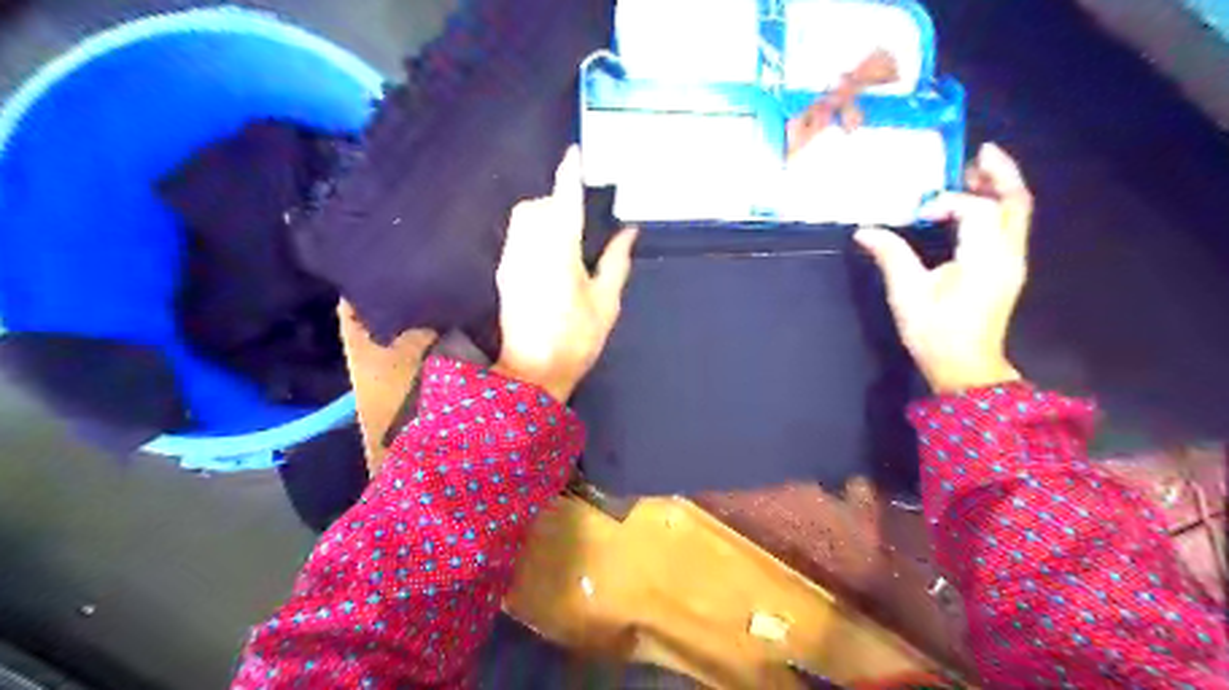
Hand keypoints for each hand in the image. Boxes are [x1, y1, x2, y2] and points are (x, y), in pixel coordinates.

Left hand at [492, 147, 638, 400]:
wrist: (532, 373)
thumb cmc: (576, 340)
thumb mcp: (606, 303)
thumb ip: (616, 262)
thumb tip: (628, 232)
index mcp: (559, 254)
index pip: (563, 203)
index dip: (569, 175)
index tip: (575, 154)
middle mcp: (529, 250)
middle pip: (535, 206)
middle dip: (555, 201)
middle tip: (579, 217)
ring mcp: (511, 261)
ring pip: (522, 219)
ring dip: (542, 215)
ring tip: (565, 236)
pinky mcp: (503, 273)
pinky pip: (516, 236)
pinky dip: (532, 231)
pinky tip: (549, 253)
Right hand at [857, 144, 1034, 392]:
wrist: (965, 368)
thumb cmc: (936, 334)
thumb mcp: (907, 295)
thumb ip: (891, 256)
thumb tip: (865, 231)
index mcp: (985, 260)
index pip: (977, 211)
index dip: (949, 202)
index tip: (919, 213)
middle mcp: (1008, 255)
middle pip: (1016, 202)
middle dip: (1000, 173)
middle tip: (979, 152)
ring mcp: (1013, 263)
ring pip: (1017, 213)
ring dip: (1001, 187)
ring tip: (977, 169)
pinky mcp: (1008, 270)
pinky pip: (1010, 227)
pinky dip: (996, 207)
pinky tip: (973, 204)